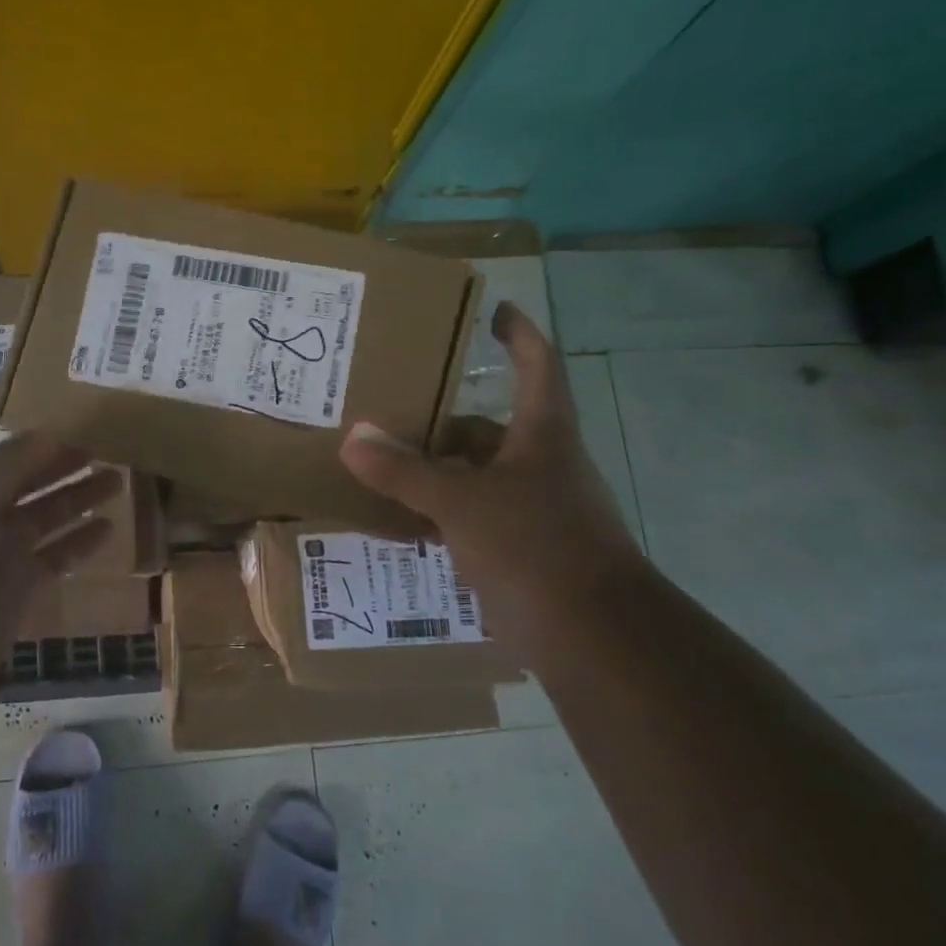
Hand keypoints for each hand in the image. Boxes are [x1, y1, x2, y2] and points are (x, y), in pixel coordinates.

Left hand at [0, 384, 119, 698]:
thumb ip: (14, 458)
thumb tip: (57, 429)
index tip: (29, 375)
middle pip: (22, 470)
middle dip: (58, 450)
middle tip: (105, 434)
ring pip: (45, 511)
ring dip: (78, 493)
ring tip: (119, 474)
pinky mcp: (16, 586)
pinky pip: (56, 556)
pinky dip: (81, 542)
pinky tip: (109, 526)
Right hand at [339, 302, 641, 630]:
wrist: (592, 635)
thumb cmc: (535, 546)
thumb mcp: (461, 503)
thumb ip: (405, 472)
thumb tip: (352, 437)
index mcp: (542, 435)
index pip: (538, 365)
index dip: (520, 333)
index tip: (497, 310)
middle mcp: (541, 465)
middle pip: (490, 428)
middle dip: (444, 418)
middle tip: (394, 407)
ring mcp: (532, 509)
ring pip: (476, 477)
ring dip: (435, 470)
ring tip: (382, 462)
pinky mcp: (520, 550)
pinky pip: (470, 519)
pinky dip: (437, 516)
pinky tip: (397, 521)